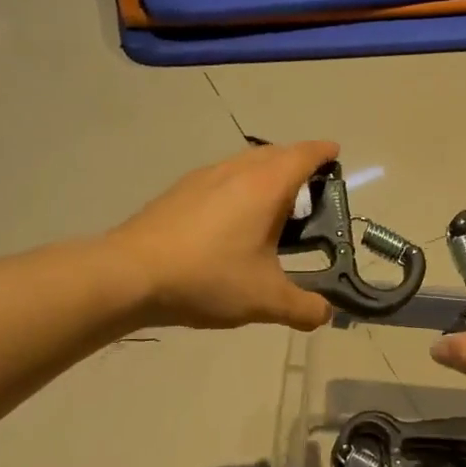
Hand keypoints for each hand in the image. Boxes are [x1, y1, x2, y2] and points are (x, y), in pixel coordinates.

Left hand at [109, 141, 337, 331]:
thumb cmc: (208, 277)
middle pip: (275, 153)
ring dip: (266, 173)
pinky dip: (239, 185)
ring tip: (273, 205)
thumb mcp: (265, 299)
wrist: (130, 274)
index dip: (323, 152)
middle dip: (297, 162)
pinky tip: (231, 219)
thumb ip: (303, 307)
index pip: (303, 155)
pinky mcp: (179, 191)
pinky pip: (222, 176)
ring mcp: (203, 177)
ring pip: (245, 162)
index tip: (335, 153)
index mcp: (265, 186)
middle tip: (311, 190)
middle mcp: (236, 171)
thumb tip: (326, 315)